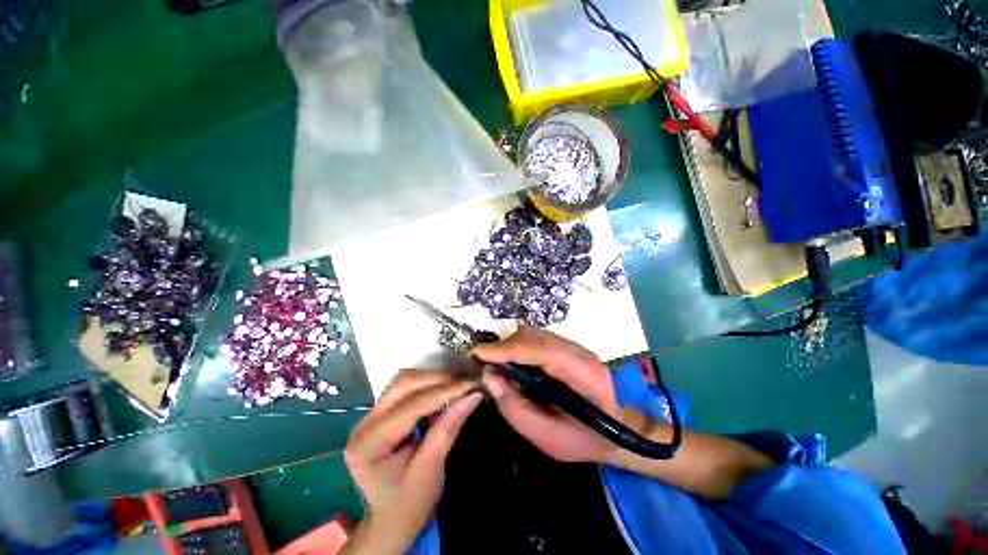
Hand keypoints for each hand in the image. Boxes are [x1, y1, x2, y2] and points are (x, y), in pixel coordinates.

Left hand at [343, 370, 481, 553]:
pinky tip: (443, 392)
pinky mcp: (381, 414)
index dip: (443, 392)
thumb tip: (471, 396)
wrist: (391, 520)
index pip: (410, 406)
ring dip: (431, 379)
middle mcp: (364, 424)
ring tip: (456, 386)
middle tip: (464, 383)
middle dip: (436, 380)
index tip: (470, 384)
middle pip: (402, 385)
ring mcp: (370, 417)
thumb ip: (447, 429)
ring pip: (403, 381)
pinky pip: (405, 389)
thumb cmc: (409, 503)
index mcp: (369, 443)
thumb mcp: (430, 470)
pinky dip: (426, 386)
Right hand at [475, 326, 620, 463]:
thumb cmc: (583, 440)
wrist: (616, 431)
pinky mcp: (569, 347)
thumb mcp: (546, 438)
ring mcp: (576, 347)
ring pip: (536, 334)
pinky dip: (520, 346)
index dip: (510, 349)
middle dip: (506, 346)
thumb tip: (489, 376)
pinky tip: (512, 361)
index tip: (480, 353)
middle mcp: (582, 353)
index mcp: (585, 376)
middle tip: (485, 361)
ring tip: (496, 362)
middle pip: (536, 337)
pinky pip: (538, 339)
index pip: (543, 352)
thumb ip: (515, 408)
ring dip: (512, 345)